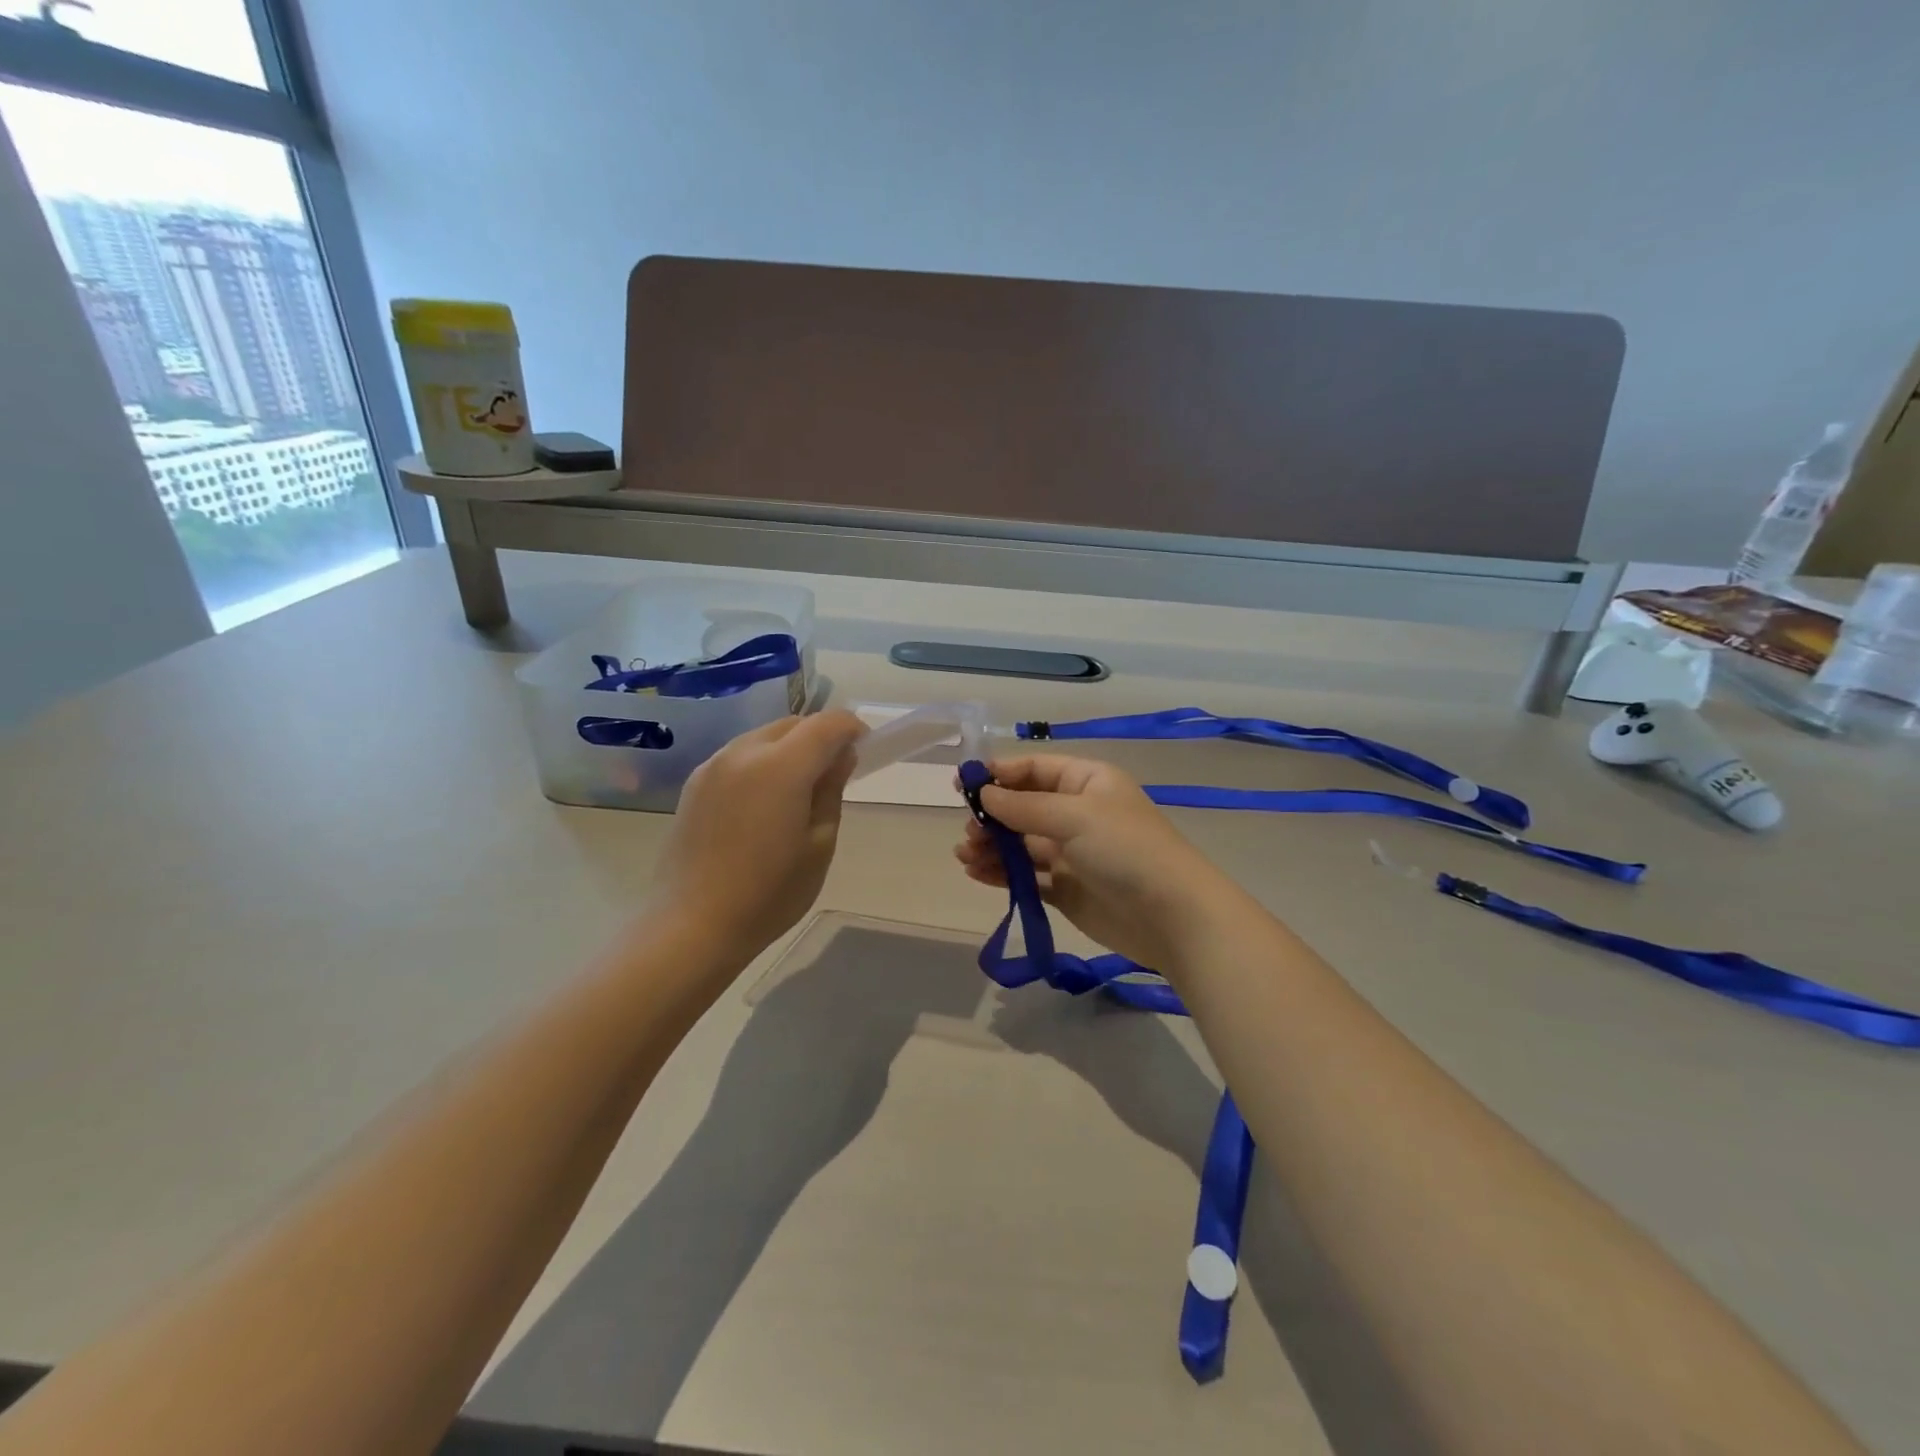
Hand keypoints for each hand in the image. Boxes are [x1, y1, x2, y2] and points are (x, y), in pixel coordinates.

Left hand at [648, 711, 866, 966]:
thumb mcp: (819, 846)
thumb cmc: (768, 894)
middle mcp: (743, 752)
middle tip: (835, 774)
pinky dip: (762, 763)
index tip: (864, 749)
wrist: (692, 926)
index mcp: (780, 766)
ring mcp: (713, 766)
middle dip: (820, 737)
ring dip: (789, 749)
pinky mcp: (694, 784)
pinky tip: (764, 803)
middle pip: (793, 724)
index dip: (851, 729)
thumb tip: (840, 757)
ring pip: (763, 737)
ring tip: (799, 791)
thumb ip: (831, 791)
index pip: (826, 724)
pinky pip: (739, 756)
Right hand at [953, 755, 1233, 970]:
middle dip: (992, 816)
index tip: (962, 785)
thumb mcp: (1075, 816)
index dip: (999, 774)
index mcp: (1087, 782)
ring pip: (1021, 843)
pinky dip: (1002, 874)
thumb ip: (1024, 806)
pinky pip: (1027, 876)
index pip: (1035, 769)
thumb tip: (984, 794)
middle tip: (968, 830)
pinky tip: (977, 873)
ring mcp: (1073, 853)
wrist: (1172, 917)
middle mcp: (1078, 813)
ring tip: (965, 855)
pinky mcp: (1068, 889)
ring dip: (992, 846)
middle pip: (1024, 807)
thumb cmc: (1126, 850)